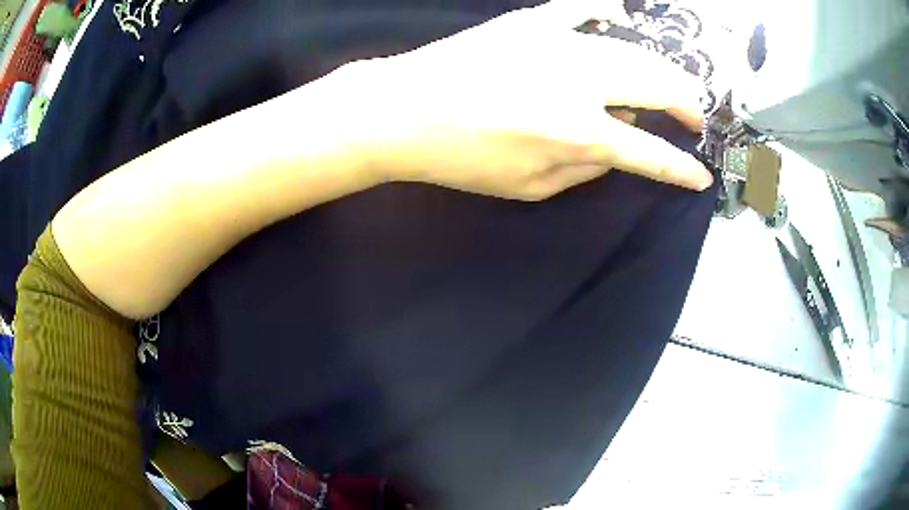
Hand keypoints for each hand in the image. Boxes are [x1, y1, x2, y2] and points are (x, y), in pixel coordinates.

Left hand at [348, 0, 711, 199]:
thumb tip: (617, 149)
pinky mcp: (533, 22)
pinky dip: (605, 9)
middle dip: (687, 105)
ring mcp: (558, 43)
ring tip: (672, 84)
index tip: (700, 175)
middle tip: (695, 117)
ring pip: (633, 50)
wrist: (405, 109)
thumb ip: (585, 170)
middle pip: (659, 86)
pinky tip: (618, 12)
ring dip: (663, 69)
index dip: (681, 168)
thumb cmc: (462, 157)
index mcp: (579, 132)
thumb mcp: (530, 186)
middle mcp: (582, 82)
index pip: (650, 153)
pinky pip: (579, 8)